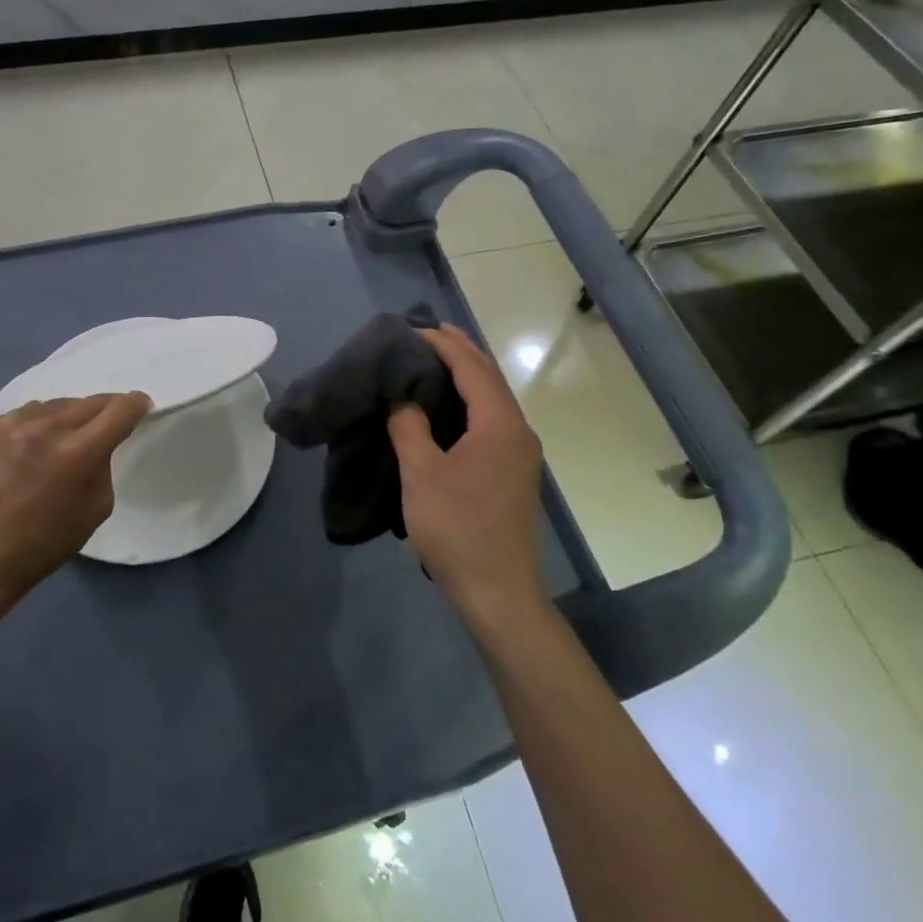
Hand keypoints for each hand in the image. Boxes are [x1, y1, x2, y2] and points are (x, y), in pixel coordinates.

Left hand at [0, 394, 152, 602]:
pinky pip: (24, 414)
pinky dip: (35, 425)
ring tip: (62, 440)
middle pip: (90, 401)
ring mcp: (13, 423)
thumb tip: (100, 444)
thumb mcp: (96, 509)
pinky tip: (28, 447)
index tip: (140, 407)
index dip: (136, 404)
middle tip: (106, 425)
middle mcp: (48, 428)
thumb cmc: (45, 542)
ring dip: (68, 417)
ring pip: (56, 404)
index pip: (120, 409)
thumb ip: (103, 466)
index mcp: (80, 452)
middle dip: (105, 410)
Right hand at [388, 324, 545, 624]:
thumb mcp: (421, 474)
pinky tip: (448, 407)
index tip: (411, 329)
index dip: (442, 344)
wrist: (498, 592)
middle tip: (425, 333)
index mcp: (499, 425)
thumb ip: (409, 426)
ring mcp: (520, 453)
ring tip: (434, 360)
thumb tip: (402, 397)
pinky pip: (492, 419)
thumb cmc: (457, 528)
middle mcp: (518, 431)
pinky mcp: (514, 472)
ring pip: (493, 398)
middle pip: (489, 377)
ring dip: (466, 375)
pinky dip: (470, 400)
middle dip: (459, 351)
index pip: (471, 368)